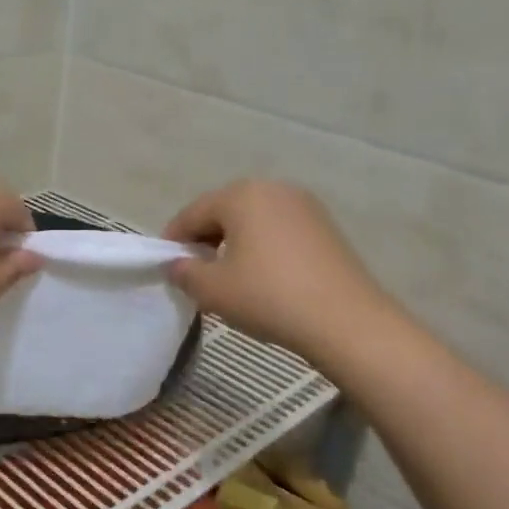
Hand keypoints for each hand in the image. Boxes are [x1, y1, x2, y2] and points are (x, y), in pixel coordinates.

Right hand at [164, 180, 400, 362]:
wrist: (344, 320)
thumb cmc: (268, 297)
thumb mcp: (212, 289)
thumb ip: (184, 272)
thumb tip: (178, 264)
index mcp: (241, 195)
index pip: (193, 212)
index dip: (174, 239)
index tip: (164, 264)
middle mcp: (273, 189)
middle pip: (224, 210)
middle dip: (204, 237)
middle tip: (193, 270)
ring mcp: (304, 206)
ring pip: (253, 219)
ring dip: (233, 242)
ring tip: (226, 275)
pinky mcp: (325, 227)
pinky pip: (278, 230)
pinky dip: (261, 246)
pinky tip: (260, 275)